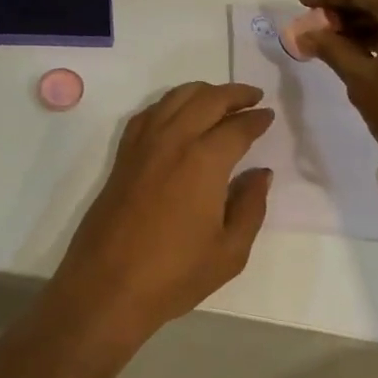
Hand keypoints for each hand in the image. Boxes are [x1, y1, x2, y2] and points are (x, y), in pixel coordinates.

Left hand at [50, 82, 273, 348]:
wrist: (108, 285)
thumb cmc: (175, 274)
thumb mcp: (230, 251)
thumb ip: (250, 206)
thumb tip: (260, 173)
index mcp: (204, 160)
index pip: (237, 127)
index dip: (256, 119)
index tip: (269, 116)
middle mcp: (172, 140)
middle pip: (206, 100)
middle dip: (233, 94)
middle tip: (253, 97)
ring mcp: (142, 145)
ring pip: (174, 98)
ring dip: (201, 92)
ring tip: (220, 100)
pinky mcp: (122, 156)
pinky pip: (148, 114)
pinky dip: (168, 104)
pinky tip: (177, 115)